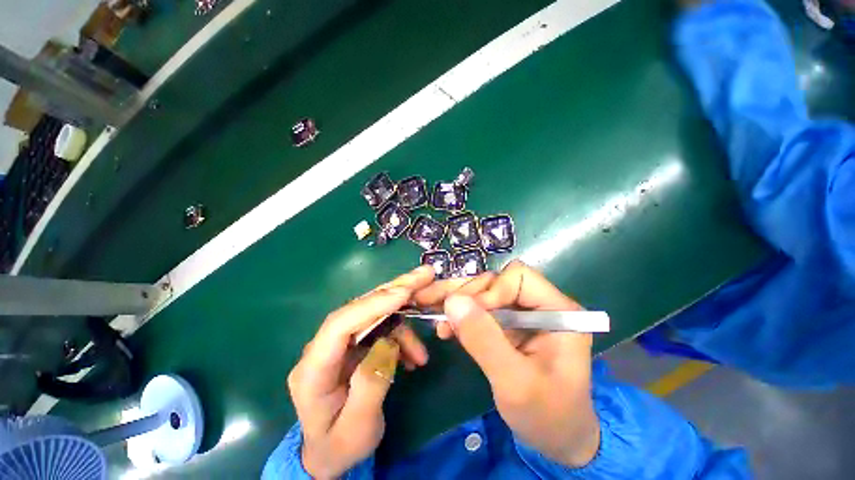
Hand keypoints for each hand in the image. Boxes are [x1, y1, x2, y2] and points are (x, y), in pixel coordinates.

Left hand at [288, 266, 433, 478]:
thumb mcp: (357, 428)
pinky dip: (401, 336)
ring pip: (374, 314)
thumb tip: (389, 343)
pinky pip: (381, 328)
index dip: (372, 304)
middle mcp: (324, 347)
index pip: (340, 324)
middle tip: (424, 275)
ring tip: (422, 353)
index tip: (404, 293)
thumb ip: (371, 385)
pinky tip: (413, 357)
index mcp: (313, 369)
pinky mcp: (355, 343)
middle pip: (359, 307)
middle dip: (394, 290)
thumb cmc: (339, 446)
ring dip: (403, 323)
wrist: (329, 454)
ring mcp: (340, 343)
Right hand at [414, 260, 600, 466]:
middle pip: (498, 281)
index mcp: (558, 311)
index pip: (518, 278)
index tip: (468, 314)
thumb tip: (453, 301)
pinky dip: (462, 316)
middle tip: (442, 312)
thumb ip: (484, 340)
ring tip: (439, 320)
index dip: (490, 290)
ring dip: (460, 304)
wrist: (557, 441)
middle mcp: (541, 305)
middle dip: (468, 295)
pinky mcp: (510, 325)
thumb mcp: (514, 382)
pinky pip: (482, 310)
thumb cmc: (547, 416)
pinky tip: (447, 328)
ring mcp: (524, 314)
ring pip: (485, 293)